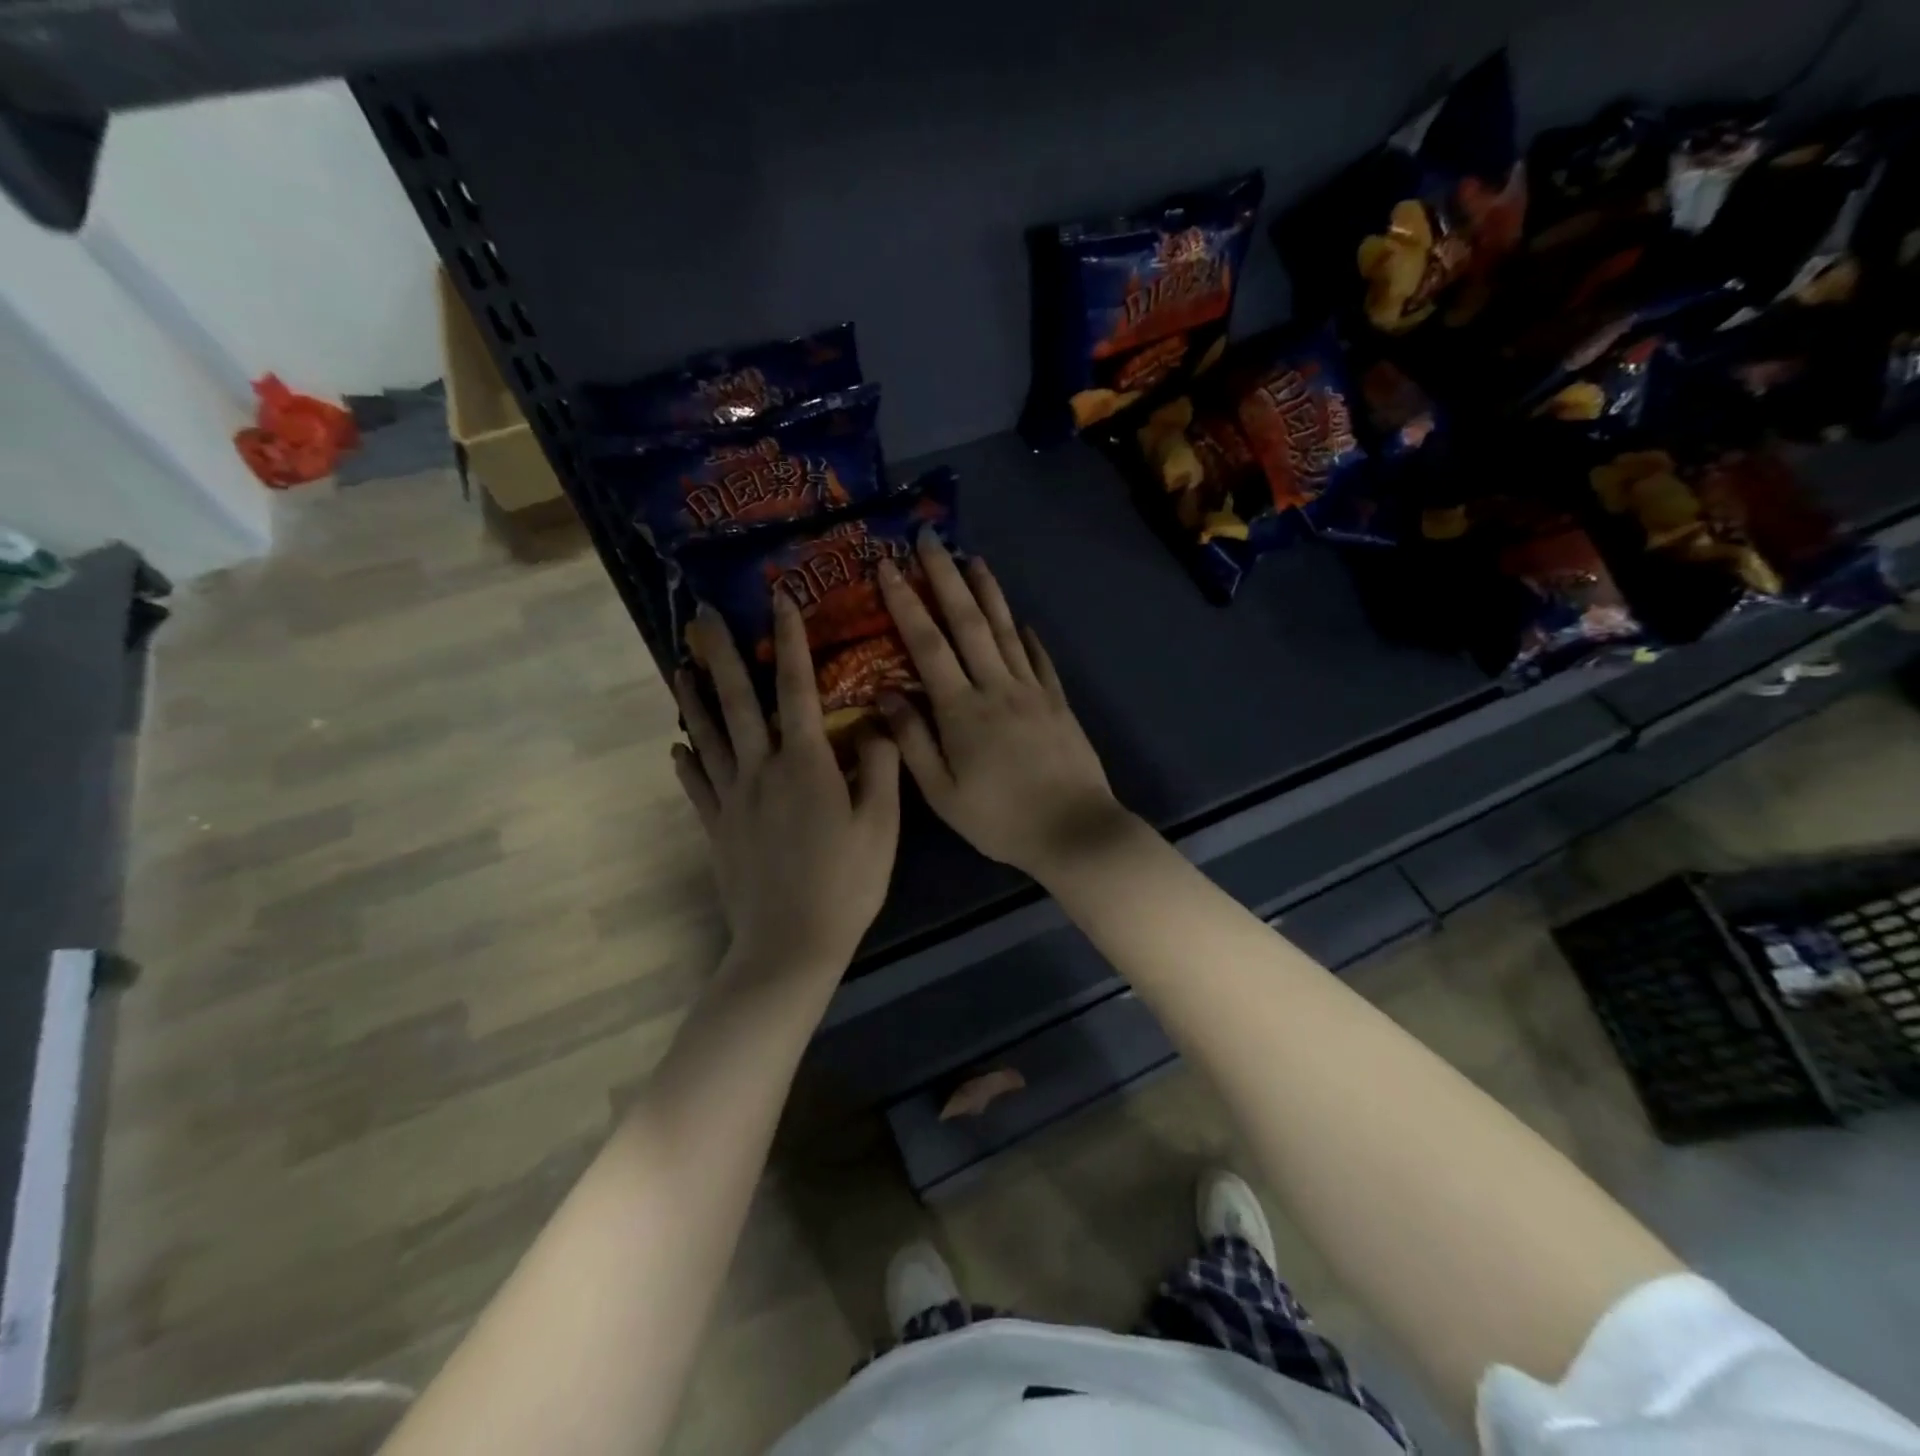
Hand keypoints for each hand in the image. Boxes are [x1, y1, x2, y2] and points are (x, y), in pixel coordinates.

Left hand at [673, 594, 900, 971]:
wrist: (791, 943)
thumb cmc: (846, 883)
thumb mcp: (881, 825)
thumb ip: (880, 768)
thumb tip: (875, 724)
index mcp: (805, 763)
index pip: (797, 689)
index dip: (791, 642)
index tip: (780, 601)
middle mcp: (761, 770)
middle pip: (736, 702)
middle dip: (721, 655)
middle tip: (701, 617)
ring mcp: (731, 799)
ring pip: (706, 736)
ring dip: (692, 698)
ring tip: (678, 665)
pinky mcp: (716, 828)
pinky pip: (696, 787)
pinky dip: (685, 763)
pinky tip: (677, 746)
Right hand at [875, 534, 1132, 881]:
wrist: (1074, 831)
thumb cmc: (1000, 819)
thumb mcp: (943, 793)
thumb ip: (913, 742)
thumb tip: (885, 694)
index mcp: (962, 710)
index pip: (927, 645)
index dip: (906, 603)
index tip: (888, 566)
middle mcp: (997, 688)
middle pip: (968, 622)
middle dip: (945, 577)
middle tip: (929, 538)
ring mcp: (1033, 691)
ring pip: (1005, 631)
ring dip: (988, 592)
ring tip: (974, 560)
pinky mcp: (1058, 703)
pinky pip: (1039, 660)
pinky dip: (1027, 636)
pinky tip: (1020, 621)